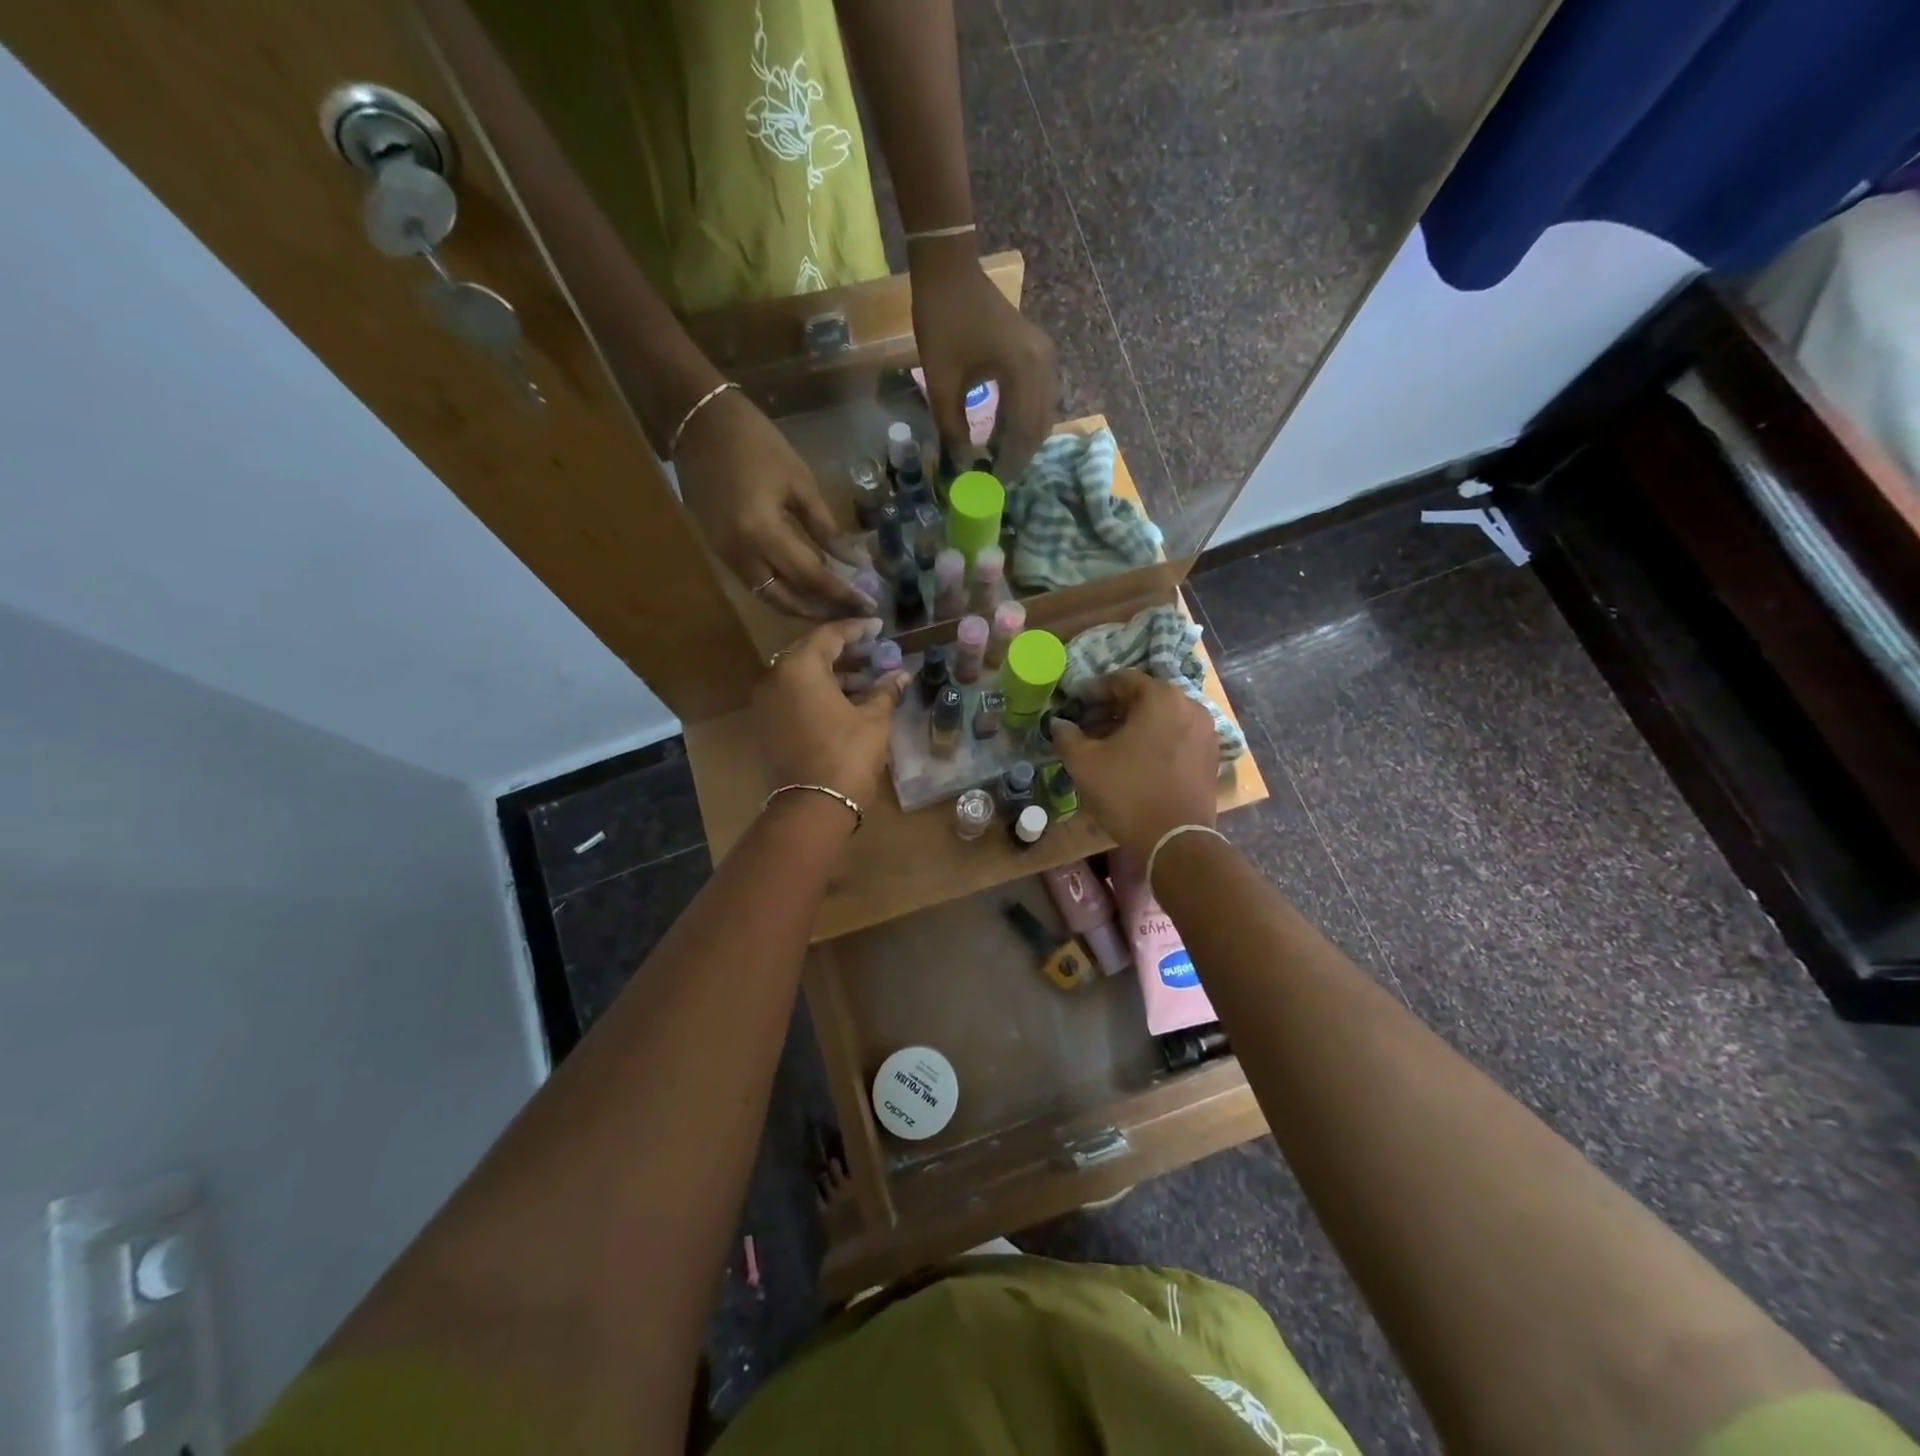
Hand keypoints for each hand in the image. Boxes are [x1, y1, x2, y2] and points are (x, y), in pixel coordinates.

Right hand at [676, 388, 873, 618]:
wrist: (697, 423)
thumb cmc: (756, 444)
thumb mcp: (801, 483)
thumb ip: (827, 529)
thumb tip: (855, 562)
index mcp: (762, 533)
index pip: (811, 577)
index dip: (842, 594)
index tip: (869, 606)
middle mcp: (741, 555)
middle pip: (787, 600)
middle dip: (822, 611)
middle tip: (852, 615)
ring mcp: (726, 557)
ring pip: (769, 598)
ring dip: (802, 608)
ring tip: (834, 608)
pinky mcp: (720, 553)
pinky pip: (757, 584)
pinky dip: (783, 593)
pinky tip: (806, 590)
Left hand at [753, 620, 909, 809]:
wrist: (812, 807)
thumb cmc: (847, 755)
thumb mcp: (874, 720)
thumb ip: (885, 691)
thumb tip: (901, 675)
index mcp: (799, 668)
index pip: (830, 635)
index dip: (858, 630)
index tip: (879, 627)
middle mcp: (775, 678)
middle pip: (812, 654)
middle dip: (846, 654)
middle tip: (875, 655)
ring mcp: (766, 704)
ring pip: (802, 678)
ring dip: (833, 676)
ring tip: (867, 683)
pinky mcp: (766, 726)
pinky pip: (793, 697)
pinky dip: (817, 694)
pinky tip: (846, 703)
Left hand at [910, 244, 1057, 482]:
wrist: (949, 270)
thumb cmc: (942, 322)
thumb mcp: (942, 383)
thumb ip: (953, 429)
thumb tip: (963, 467)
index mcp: (1023, 371)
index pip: (1023, 433)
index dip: (1009, 463)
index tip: (992, 485)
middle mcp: (1043, 365)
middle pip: (1039, 426)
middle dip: (1019, 456)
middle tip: (996, 479)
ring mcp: (1044, 357)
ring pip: (1042, 414)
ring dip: (1022, 440)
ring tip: (997, 461)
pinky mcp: (1038, 353)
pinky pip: (1038, 398)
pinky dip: (1023, 420)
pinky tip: (1002, 434)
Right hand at [1053, 671, 1219, 855]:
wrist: (1175, 840)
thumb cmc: (1127, 793)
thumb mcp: (1085, 763)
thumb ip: (1067, 736)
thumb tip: (1059, 724)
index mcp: (1161, 697)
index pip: (1122, 680)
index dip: (1094, 691)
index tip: (1076, 706)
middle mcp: (1189, 705)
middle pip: (1145, 697)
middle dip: (1114, 709)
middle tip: (1089, 727)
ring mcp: (1205, 731)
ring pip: (1162, 717)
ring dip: (1135, 725)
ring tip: (1110, 746)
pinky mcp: (1211, 756)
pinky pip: (1177, 736)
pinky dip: (1155, 740)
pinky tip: (1137, 761)